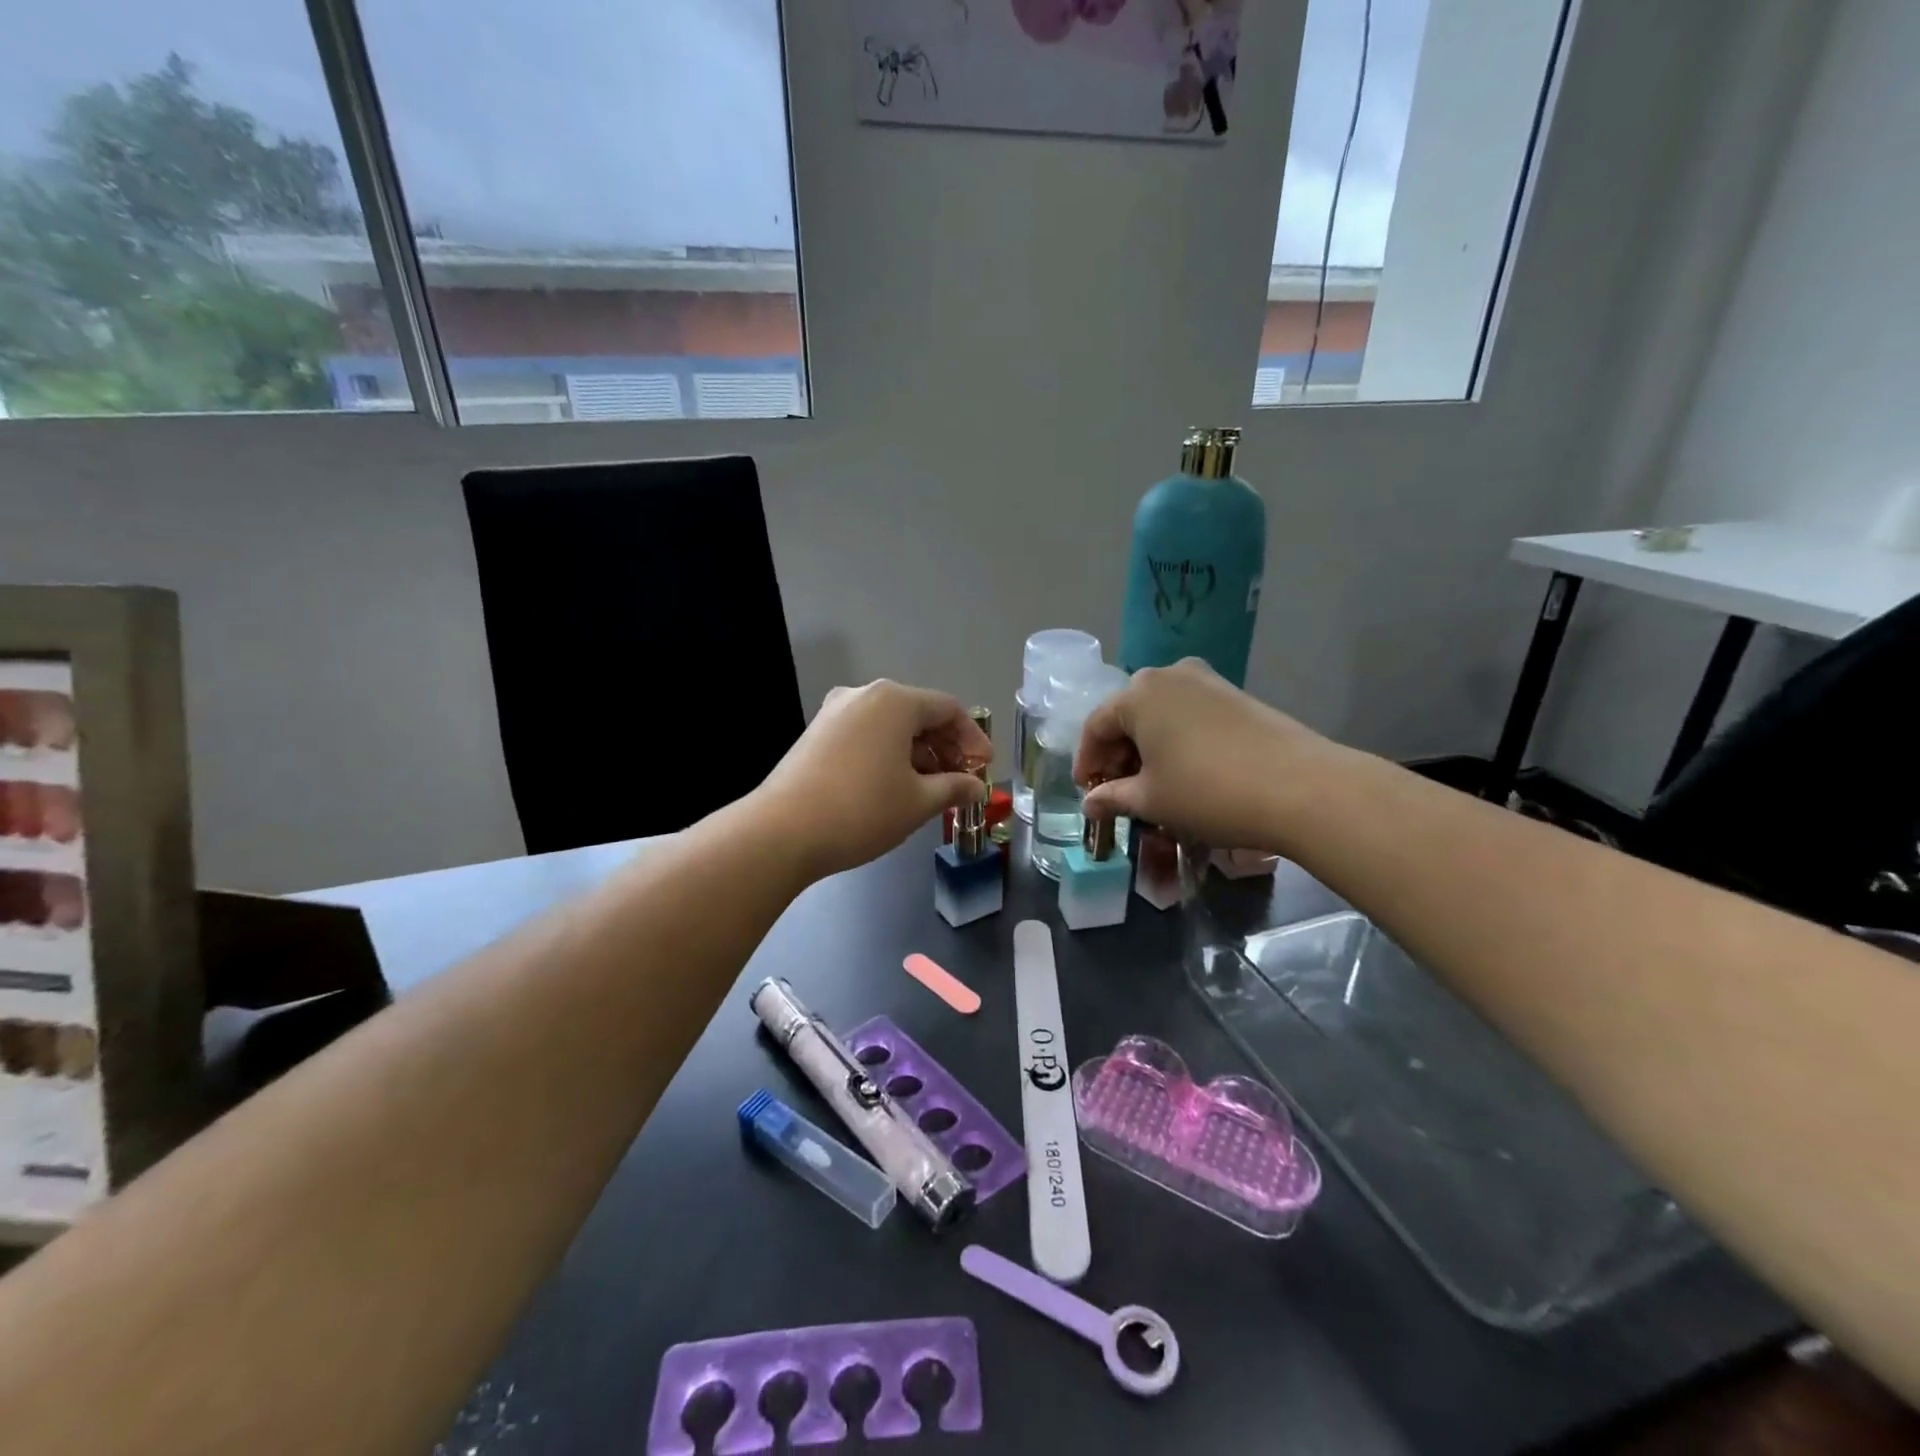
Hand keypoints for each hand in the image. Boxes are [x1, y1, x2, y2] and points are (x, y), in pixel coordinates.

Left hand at [758, 680, 990, 879]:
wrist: (782, 832)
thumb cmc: (862, 810)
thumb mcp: (918, 802)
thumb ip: (954, 788)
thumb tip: (975, 787)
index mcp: (894, 700)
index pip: (948, 709)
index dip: (973, 739)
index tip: (983, 769)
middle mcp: (863, 695)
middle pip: (918, 714)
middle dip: (945, 747)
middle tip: (961, 781)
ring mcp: (834, 712)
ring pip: (891, 726)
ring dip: (918, 753)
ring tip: (931, 790)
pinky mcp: (816, 734)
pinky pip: (866, 735)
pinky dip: (889, 754)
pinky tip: (895, 786)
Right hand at [1074, 659, 1333, 850]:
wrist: (1301, 788)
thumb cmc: (1208, 792)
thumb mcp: (1152, 800)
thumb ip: (1112, 797)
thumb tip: (1090, 804)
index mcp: (1138, 693)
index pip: (1096, 726)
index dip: (1087, 761)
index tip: (1088, 793)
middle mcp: (1169, 674)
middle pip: (1128, 714)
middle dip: (1118, 754)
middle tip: (1119, 791)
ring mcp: (1207, 680)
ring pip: (1161, 713)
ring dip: (1148, 747)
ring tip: (1153, 784)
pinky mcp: (1236, 694)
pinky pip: (1190, 714)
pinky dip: (1177, 740)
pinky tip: (1186, 771)